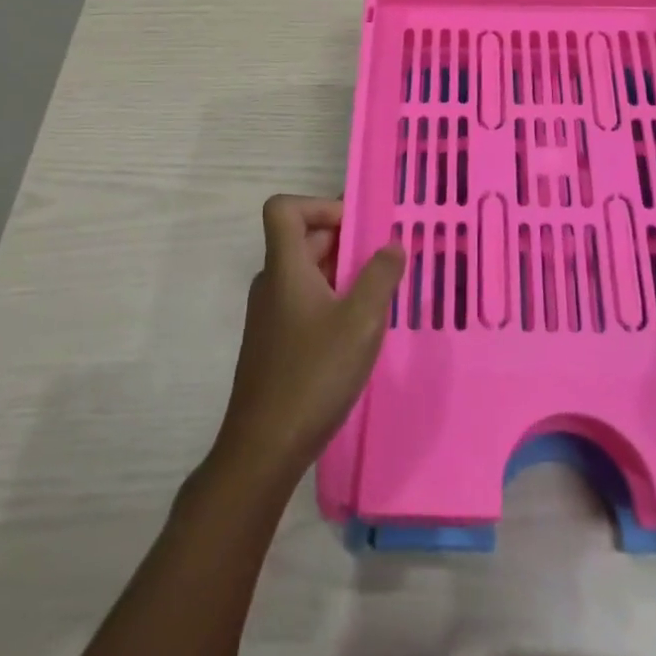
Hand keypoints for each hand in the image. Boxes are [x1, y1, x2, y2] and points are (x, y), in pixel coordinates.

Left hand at [213, 195, 403, 484]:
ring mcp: (271, 314)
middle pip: (302, 238)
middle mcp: (273, 283)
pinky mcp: (275, 342)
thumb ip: (381, 276)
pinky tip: (359, 329)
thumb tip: (392, 244)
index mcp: (285, 267)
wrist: (263, 450)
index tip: (357, 225)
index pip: (284, 208)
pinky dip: (332, 298)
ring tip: (380, 292)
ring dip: (343, 271)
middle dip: (345, 238)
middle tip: (385, 256)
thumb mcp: (360, 321)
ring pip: (307, 271)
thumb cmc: (313, 375)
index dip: (319, 205)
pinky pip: (305, 300)